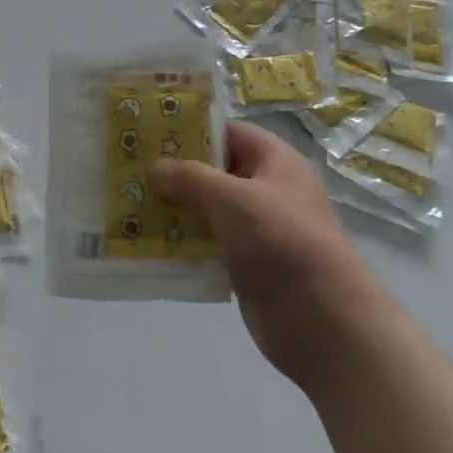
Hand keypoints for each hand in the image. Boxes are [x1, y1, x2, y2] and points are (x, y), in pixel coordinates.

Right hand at [148, 121, 376, 390]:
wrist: (323, 322)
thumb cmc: (281, 242)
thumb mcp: (232, 199)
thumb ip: (189, 178)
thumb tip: (154, 167)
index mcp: (274, 161)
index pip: (227, 132)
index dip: (190, 130)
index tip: (148, 132)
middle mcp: (266, 190)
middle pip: (213, 171)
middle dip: (174, 172)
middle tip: (129, 169)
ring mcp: (257, 230)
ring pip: (207, 209)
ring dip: (173, 209)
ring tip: (128, 203)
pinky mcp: (246, 265)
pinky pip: (208, 244)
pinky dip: (182, 243)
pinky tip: (147, 242)